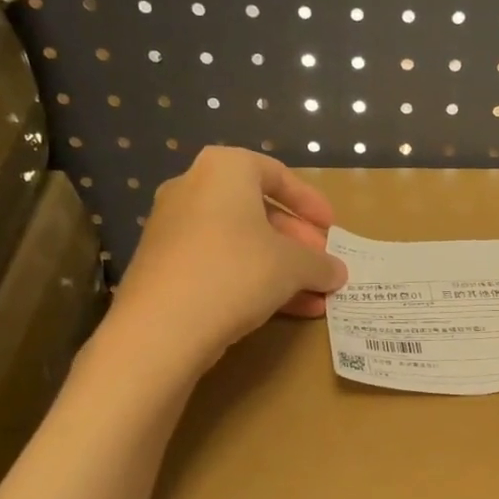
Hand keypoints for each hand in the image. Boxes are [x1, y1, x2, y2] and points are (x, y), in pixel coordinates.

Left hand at [107, 147, 345, 370]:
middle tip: (322, 264)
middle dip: (296, 241)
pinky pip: (218, 264)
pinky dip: (251, 280)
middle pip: (257, 211)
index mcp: (224, 170)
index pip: (276, 174)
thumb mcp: (293, 266)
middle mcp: (192, 189)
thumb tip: (337, 272)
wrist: (161, 328)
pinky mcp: (163, 267)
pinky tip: (283, 310)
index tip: (331, 227)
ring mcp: (172, 229)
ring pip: (239, 243)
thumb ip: (320, 264)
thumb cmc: (236, 272)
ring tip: (313, 295)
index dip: (310, 201)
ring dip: (279, 267)